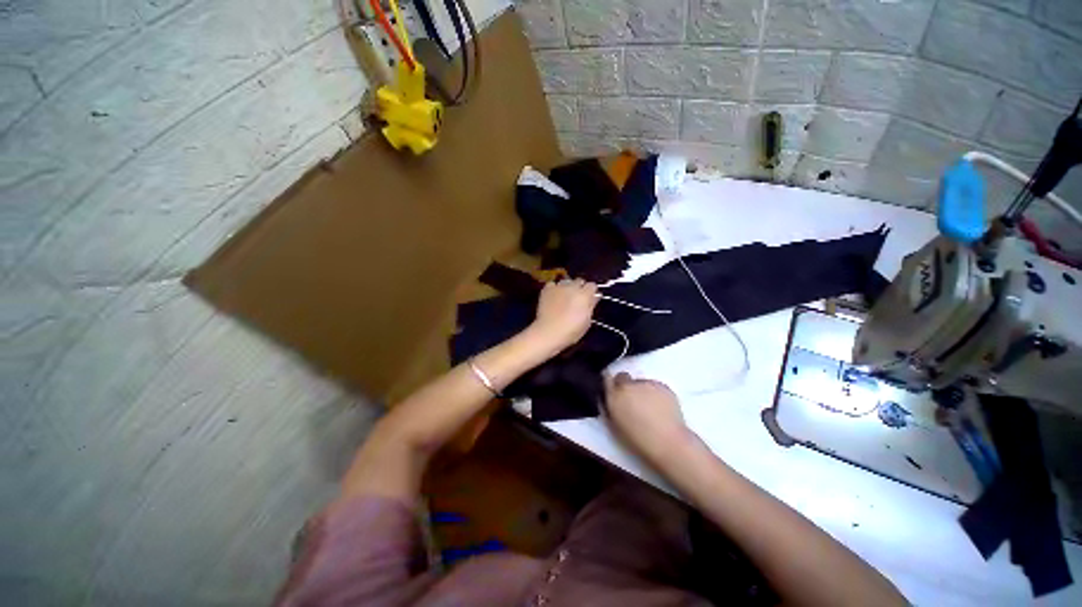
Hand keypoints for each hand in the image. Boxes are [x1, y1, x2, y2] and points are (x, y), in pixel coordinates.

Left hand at [528, 279, 597, 353]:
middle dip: (580, 288)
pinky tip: (553, 296)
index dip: (591, 292)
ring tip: (564, 297)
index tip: (590, 298)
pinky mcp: (547, 289)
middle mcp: (572, 287)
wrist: (549, 332)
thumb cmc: (571, 331)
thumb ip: (591, 306)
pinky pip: (553, 284)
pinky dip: (554, 288)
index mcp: (584, 295)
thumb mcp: (587, 321)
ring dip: (567, 287)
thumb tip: (595, 297)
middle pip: (579, 281)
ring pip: (566, 281)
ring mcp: (559, 287)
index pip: (592, 285)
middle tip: (577, 298)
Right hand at [604, 372, 693, 466]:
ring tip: (650, 407)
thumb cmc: (638, 439)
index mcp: (613, 395)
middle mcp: (628, 385)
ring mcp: (646, 383)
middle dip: (626, 386)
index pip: (607, 379)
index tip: (615, 392)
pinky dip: (656, 393)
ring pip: (640, 382)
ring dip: (641, 390)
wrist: (668, 442)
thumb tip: (613, 398)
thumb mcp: (616, 424)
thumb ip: (613, 406)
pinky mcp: (663, 385)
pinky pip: (655, 386)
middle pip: (623, 377)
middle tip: (633, 401)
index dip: (612, 385)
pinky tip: (661, 407)